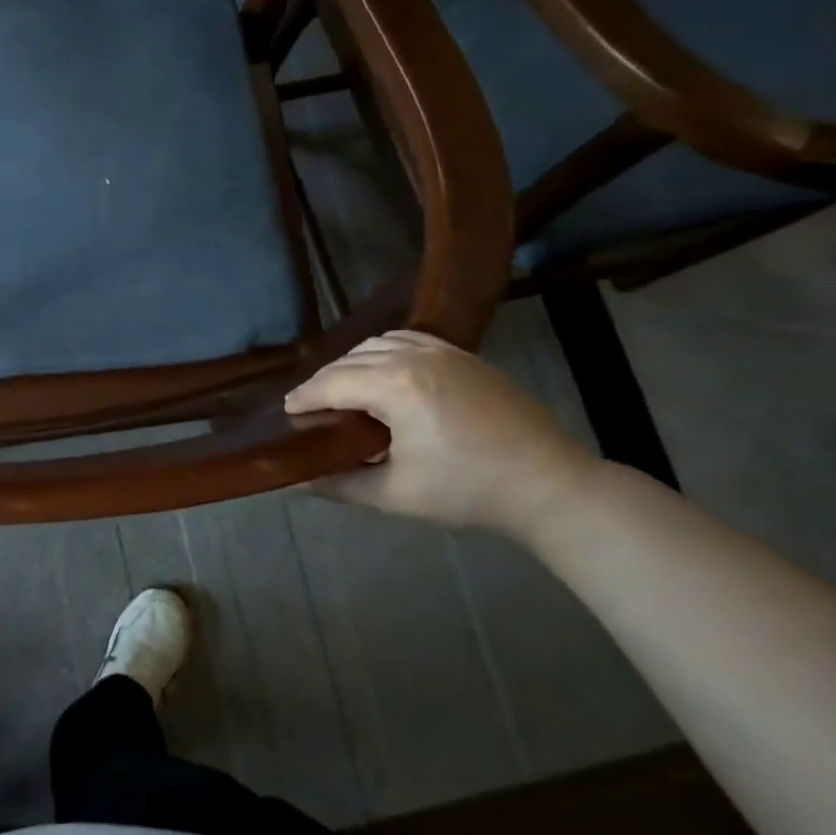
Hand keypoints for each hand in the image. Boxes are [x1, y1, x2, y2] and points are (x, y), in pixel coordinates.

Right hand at [284, 330, 601, 535]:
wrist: (549, 484)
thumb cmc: (468, 491)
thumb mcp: (396, 495)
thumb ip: (339, 484)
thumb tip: (295, 482)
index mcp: (394, 387)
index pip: (331, 383)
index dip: (304, 397)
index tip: (286, 410)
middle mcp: (413, 357)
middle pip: (349, 360)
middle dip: (324, 381)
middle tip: (310, 406)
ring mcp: (442, 350)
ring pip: (377, 344)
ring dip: (352, 363)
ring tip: (343, 389)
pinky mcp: (463, 354)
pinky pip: (408, 339)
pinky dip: (384, 350)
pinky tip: (383, 372)